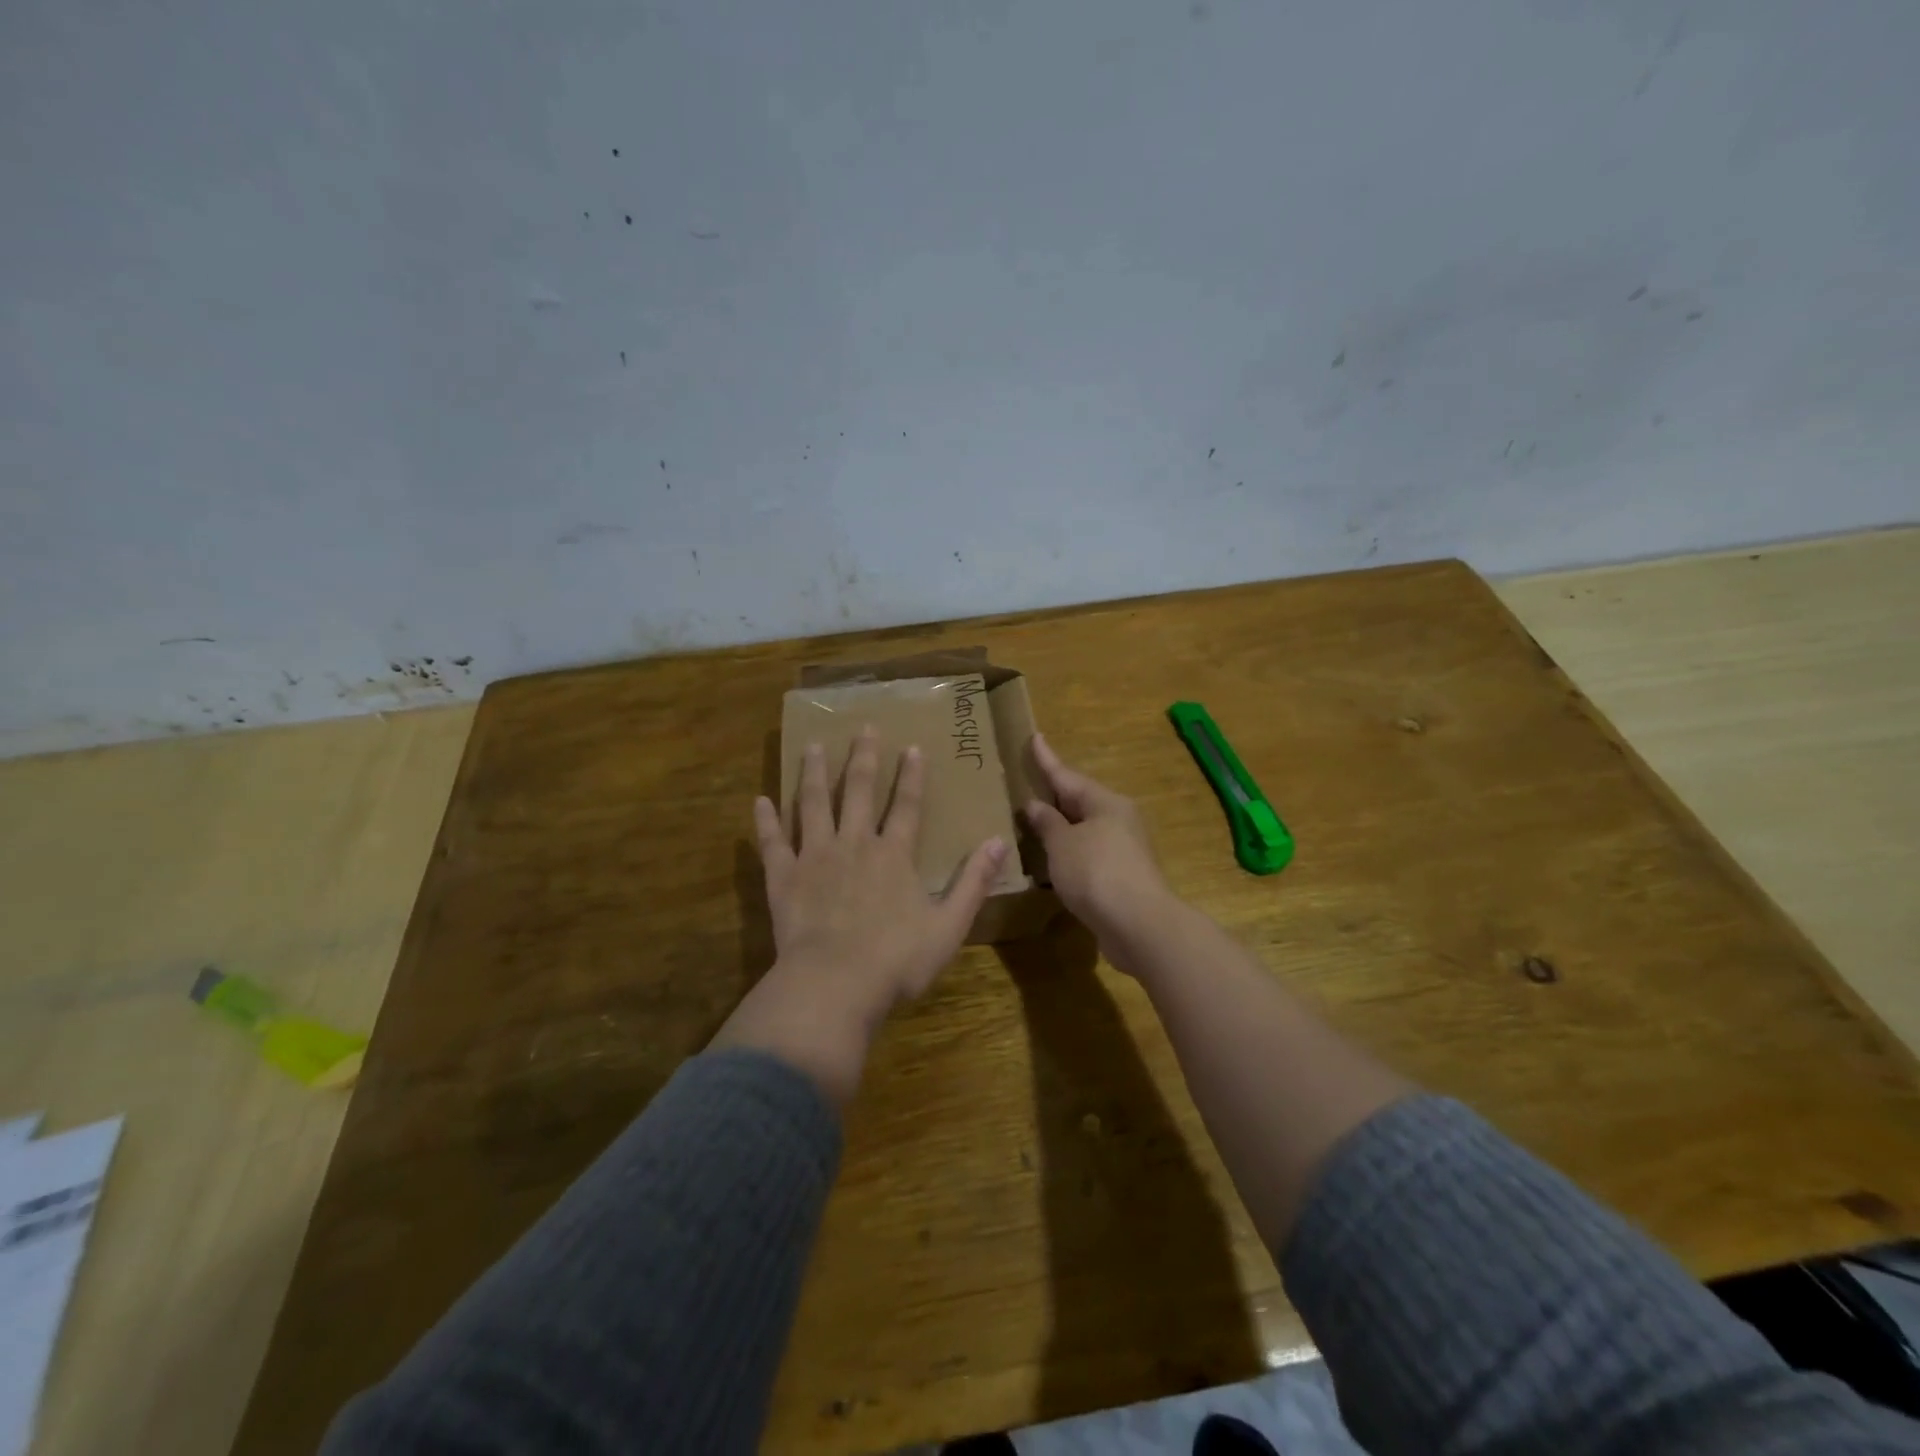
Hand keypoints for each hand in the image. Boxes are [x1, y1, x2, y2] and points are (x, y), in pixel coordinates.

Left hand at [711, 727, 1007, 1103]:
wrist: (834, 984)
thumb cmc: (896, 960)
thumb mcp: (949, 925)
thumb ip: (973, 882)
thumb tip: (999, 842)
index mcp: (894, 855)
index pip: (907, 806)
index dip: (911, 776)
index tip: (911, 747)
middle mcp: (854, 844)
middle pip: (859, 792)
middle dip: (863, 759)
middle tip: (862, 728)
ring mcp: (815, 857)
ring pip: (814, 805)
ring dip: (815, 774)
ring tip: (813, 747)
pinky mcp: (783, 877)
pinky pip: (773, 842)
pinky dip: (766, 821)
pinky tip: (760, 800)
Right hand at [1022, 734, 1176, 960]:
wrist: (1139, 925)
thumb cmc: (1096, 872)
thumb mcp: (1062, 844)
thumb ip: (1047, 823)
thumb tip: (1035, 805)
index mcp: (1105, 803)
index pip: (1067, 776)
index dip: (1047, 759)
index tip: (1035, 737)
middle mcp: (1119, 820)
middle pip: (1080, 801)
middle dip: (1055, 794)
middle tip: (1031, 782)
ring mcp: (1124, 850)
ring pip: (1085, 829)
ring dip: (1062, 826)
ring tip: (1035, 821)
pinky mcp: (1123, 877)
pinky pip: (1089, 854)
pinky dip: (1069, 853)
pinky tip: (1053, 860)